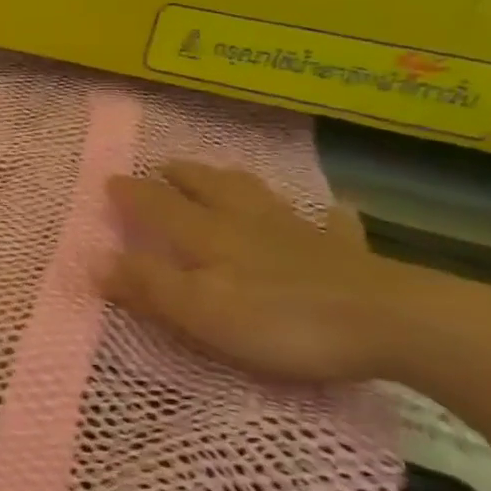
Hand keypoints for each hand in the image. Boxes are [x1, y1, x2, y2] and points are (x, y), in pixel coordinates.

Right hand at [102, 160, 490, 387]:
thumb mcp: (199, 312)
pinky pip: (332, 225)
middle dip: (180, 176)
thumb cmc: (281, 321)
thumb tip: (95, 260)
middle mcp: (247, 223)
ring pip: (259, 195)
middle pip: (208, 188)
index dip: (131, 194)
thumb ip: (147, 286)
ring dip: (234, 181)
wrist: (394, 324)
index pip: (159, 207)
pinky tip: (332, 211)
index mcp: (208, 236)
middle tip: (163, 167)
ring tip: (222, 173)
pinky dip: (326, 215)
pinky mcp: (345, 253)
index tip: (109, 181)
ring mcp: (299, 233)